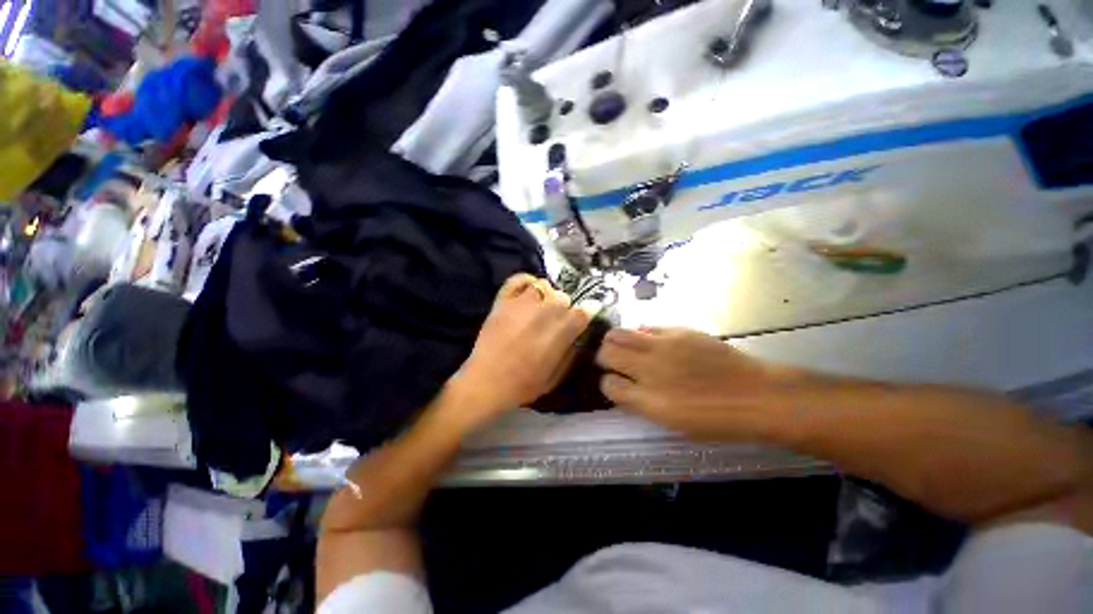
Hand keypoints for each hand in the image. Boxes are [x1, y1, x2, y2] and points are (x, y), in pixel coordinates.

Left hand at [448, 274, 591, 428]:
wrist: (486, 383)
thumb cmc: (524, 385)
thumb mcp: (557, 376)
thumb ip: (571, 352)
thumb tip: (579, 334)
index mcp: (561, 331)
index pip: (582, 311)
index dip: (586, 313)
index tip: (584, 316)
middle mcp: (545, 311)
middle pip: (563, 297)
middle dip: (564, 309)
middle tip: (556, 321)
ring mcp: (522, 303)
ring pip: (544, 286)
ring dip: (546, 296)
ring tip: (540, 308)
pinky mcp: (503, 301)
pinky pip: (518, 279)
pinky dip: (526, 281)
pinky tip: (528, 292)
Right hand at [596, 327, 801, 439]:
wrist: (756, 395)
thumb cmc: (715, 419)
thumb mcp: (673, 423)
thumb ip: (641, 403)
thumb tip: (622, 386)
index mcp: (648, 400)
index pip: (608, 385)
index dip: (607, 384)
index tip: (614, 383)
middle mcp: (649, 369)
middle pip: (606, 352)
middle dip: (604, 358)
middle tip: (613, 362)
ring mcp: (662, 345)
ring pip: (618, 334)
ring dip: (615, 341)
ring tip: (625, 348)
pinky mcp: (677, 330)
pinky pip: (645, 327)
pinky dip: (640, 335)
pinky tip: (650, 342)